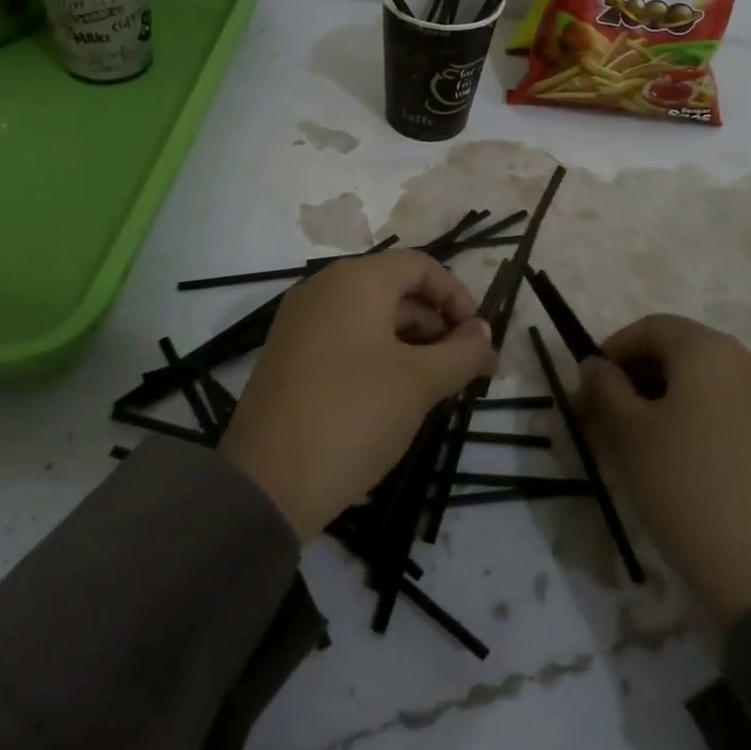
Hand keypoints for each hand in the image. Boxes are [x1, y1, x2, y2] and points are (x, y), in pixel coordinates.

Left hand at [221, 250, 496, 540]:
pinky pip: (346, 340)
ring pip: (372, 318)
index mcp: (355, 280)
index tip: (479, 340)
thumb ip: (462, 352)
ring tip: (439, 389)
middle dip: (438, 327)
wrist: (267, 482)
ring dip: (413, 345)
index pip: (421, 267)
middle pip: (396, 291)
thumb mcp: (420, 383)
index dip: (458, 297)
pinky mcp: (289, 355)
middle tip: (468, 371)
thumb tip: (483, 333)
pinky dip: (379, 357)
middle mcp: (324, 288)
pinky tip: (398, 396)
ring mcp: (301, 321)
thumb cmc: (354, 415)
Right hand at [580, 314, 750, 624]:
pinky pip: (724, 407)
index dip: (611, 350)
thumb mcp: (630, 432)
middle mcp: (745, 361)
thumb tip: (594, 364)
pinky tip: (671, 455)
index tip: (586, 387)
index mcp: (709, 349)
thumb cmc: (685, 484)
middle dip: (633, 377)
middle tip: (600, 416)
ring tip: (630, 440)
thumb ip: (606, 387)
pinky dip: (691, 417)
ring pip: (700, 382)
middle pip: (677, 352)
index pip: (649, 328)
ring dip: (659, 398)